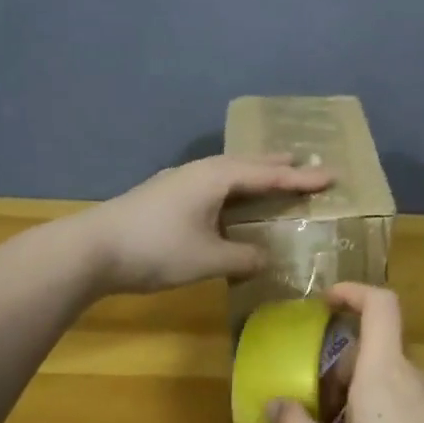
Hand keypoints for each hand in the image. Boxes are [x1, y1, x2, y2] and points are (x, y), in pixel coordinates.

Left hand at [81, 153, 331, 294]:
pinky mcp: (166, 194)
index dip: (302, 178)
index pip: (270, 175)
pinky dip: (233, 185)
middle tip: (304, 162)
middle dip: (278, 164)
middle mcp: (201, 171)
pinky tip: (228, 198)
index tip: (332, 175)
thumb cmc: (156, 250)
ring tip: (272, 174)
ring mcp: (179, 180)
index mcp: (217, 178)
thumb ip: (243, 258)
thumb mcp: (208, 259)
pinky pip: (212, 182)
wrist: (90, 250)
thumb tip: (265, 258)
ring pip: (227, 171)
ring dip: (253, 172)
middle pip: (248, 163)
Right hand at [267, 283, 423, 422]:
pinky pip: (418, 409)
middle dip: (346, 371)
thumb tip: (274, 404)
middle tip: (322, 413)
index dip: (354, 291)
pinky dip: (394, 420)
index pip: (380, 304)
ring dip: (369, 400)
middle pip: (379, 352)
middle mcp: (419, 376)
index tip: (327, 302)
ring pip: (397, 385)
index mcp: (386, 371)